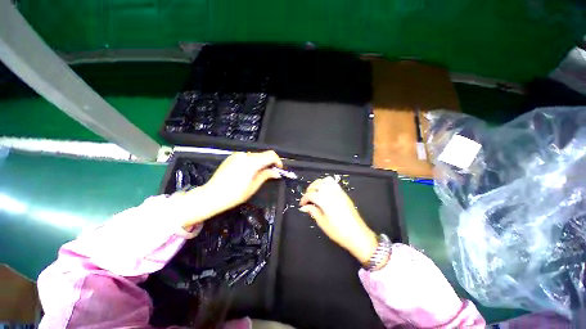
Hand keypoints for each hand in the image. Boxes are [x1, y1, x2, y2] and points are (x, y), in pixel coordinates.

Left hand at [180, 151, 282, 227]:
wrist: (211, 195)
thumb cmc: (234, 194)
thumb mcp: (253, 186)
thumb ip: (266, 176)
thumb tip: (277, 172)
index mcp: (251, 162)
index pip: (270, 155)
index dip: (277, 161)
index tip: (279, 169)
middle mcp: (245, 155)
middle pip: (263, 154)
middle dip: (270, 162)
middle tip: (271, 173)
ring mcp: (237, 155)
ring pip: (255, 155)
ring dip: (261, 162)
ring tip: (259, 174)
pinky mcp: (232, 157)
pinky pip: (247, 157)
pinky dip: (253, 162)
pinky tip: (249, 172)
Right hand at [299, 177, 377, 264]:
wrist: (358, 235)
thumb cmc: (339, 232)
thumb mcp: (323, 223)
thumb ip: (313, 211)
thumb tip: (304, 207)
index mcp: (326, 201)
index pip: (311, 194)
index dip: (304, 198)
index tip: (302, 204)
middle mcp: (333, 194)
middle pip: (318, 183)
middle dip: (310, 188)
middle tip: (308, 198)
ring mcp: (340, 193)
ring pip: (326, 181)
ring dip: (319, 184)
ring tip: (316, 193)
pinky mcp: (344, 195)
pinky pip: (334, 184)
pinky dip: (326, 185)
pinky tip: (325, 194)